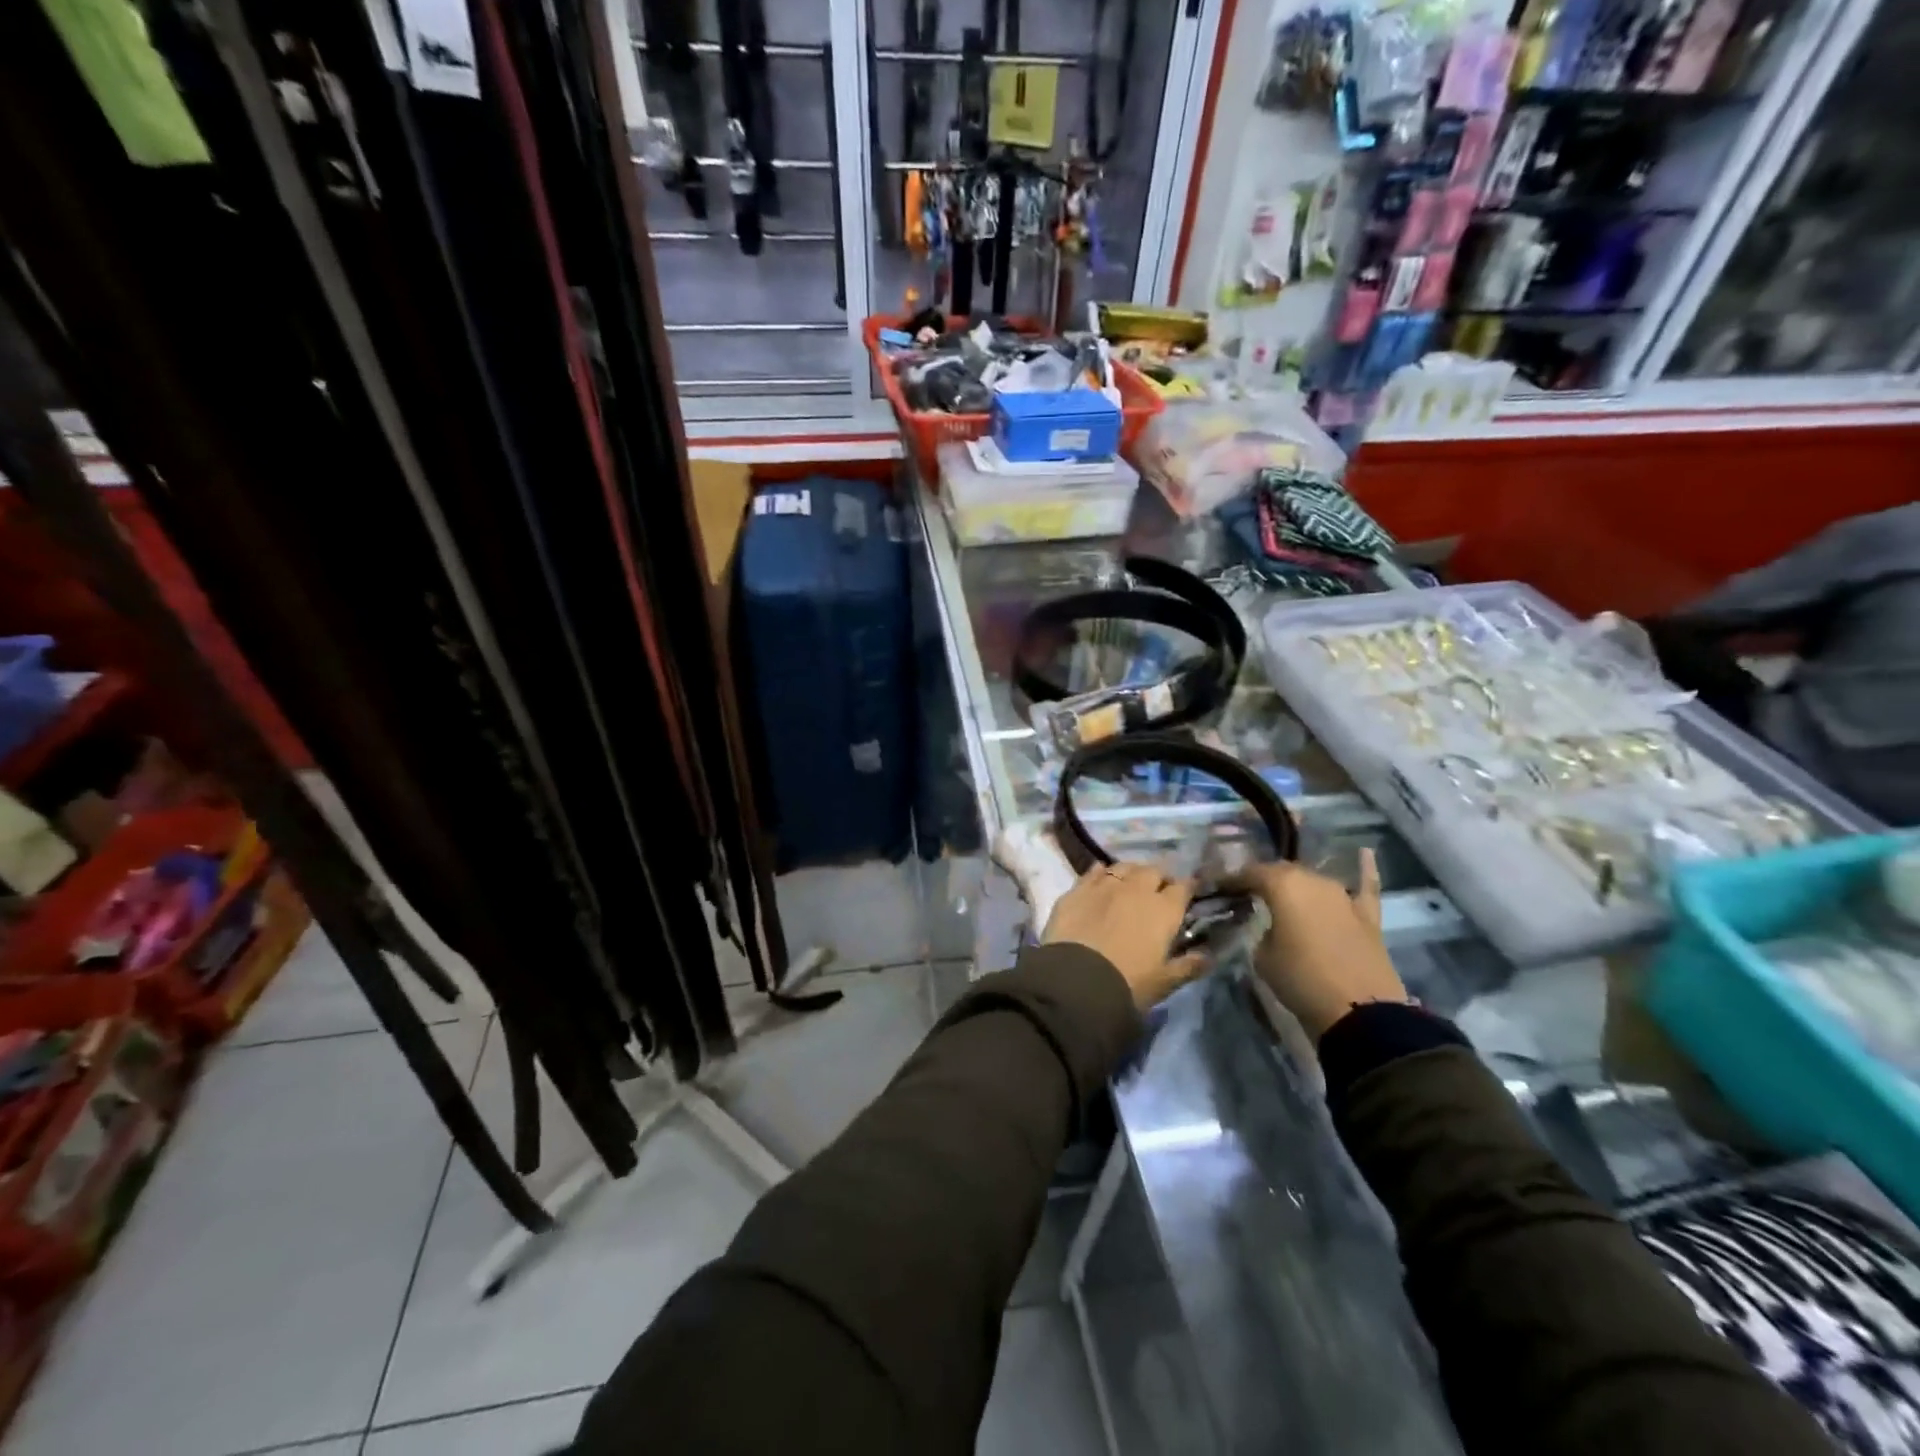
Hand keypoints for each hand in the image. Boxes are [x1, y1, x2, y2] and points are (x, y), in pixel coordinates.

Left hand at [1042, 862, 1203, 1010]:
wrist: (1077, 979)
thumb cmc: (1128, 983)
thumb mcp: (1164, 982)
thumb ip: (1188, 966)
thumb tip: (1208, 956)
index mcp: (1164, 909)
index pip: (1183, 887)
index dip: (1186, 889)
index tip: (1187, 895)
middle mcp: (1137, 889)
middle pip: (1153, 870)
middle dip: (1158, 878)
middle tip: (1157, 893)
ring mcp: (1105, 885)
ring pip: (1124, 866)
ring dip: (1131, 873)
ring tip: (1129, 885)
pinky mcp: (1078, 888)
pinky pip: (1094, 871)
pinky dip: (1101, 873)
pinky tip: (1101, 880)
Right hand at [1224, 849, 1407, 1039]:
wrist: (1358, 1011)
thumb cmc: (1300, 979)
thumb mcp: (1262, 956)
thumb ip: (1261, 931)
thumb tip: (1268, 926)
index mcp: (1282, 885)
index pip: (1251, 873)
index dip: (1234, 880)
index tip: (1221, 888)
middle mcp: (1313, 880)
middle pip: (1284, 872)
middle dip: (1265, 880)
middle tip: (1250, 895)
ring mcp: (1343, 896)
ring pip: (1315, 880)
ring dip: (1299, 885)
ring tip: (1286, 895)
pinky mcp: (1368, 915)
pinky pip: (1365, 886)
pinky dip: (1365, 869)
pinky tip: (1365, 852)